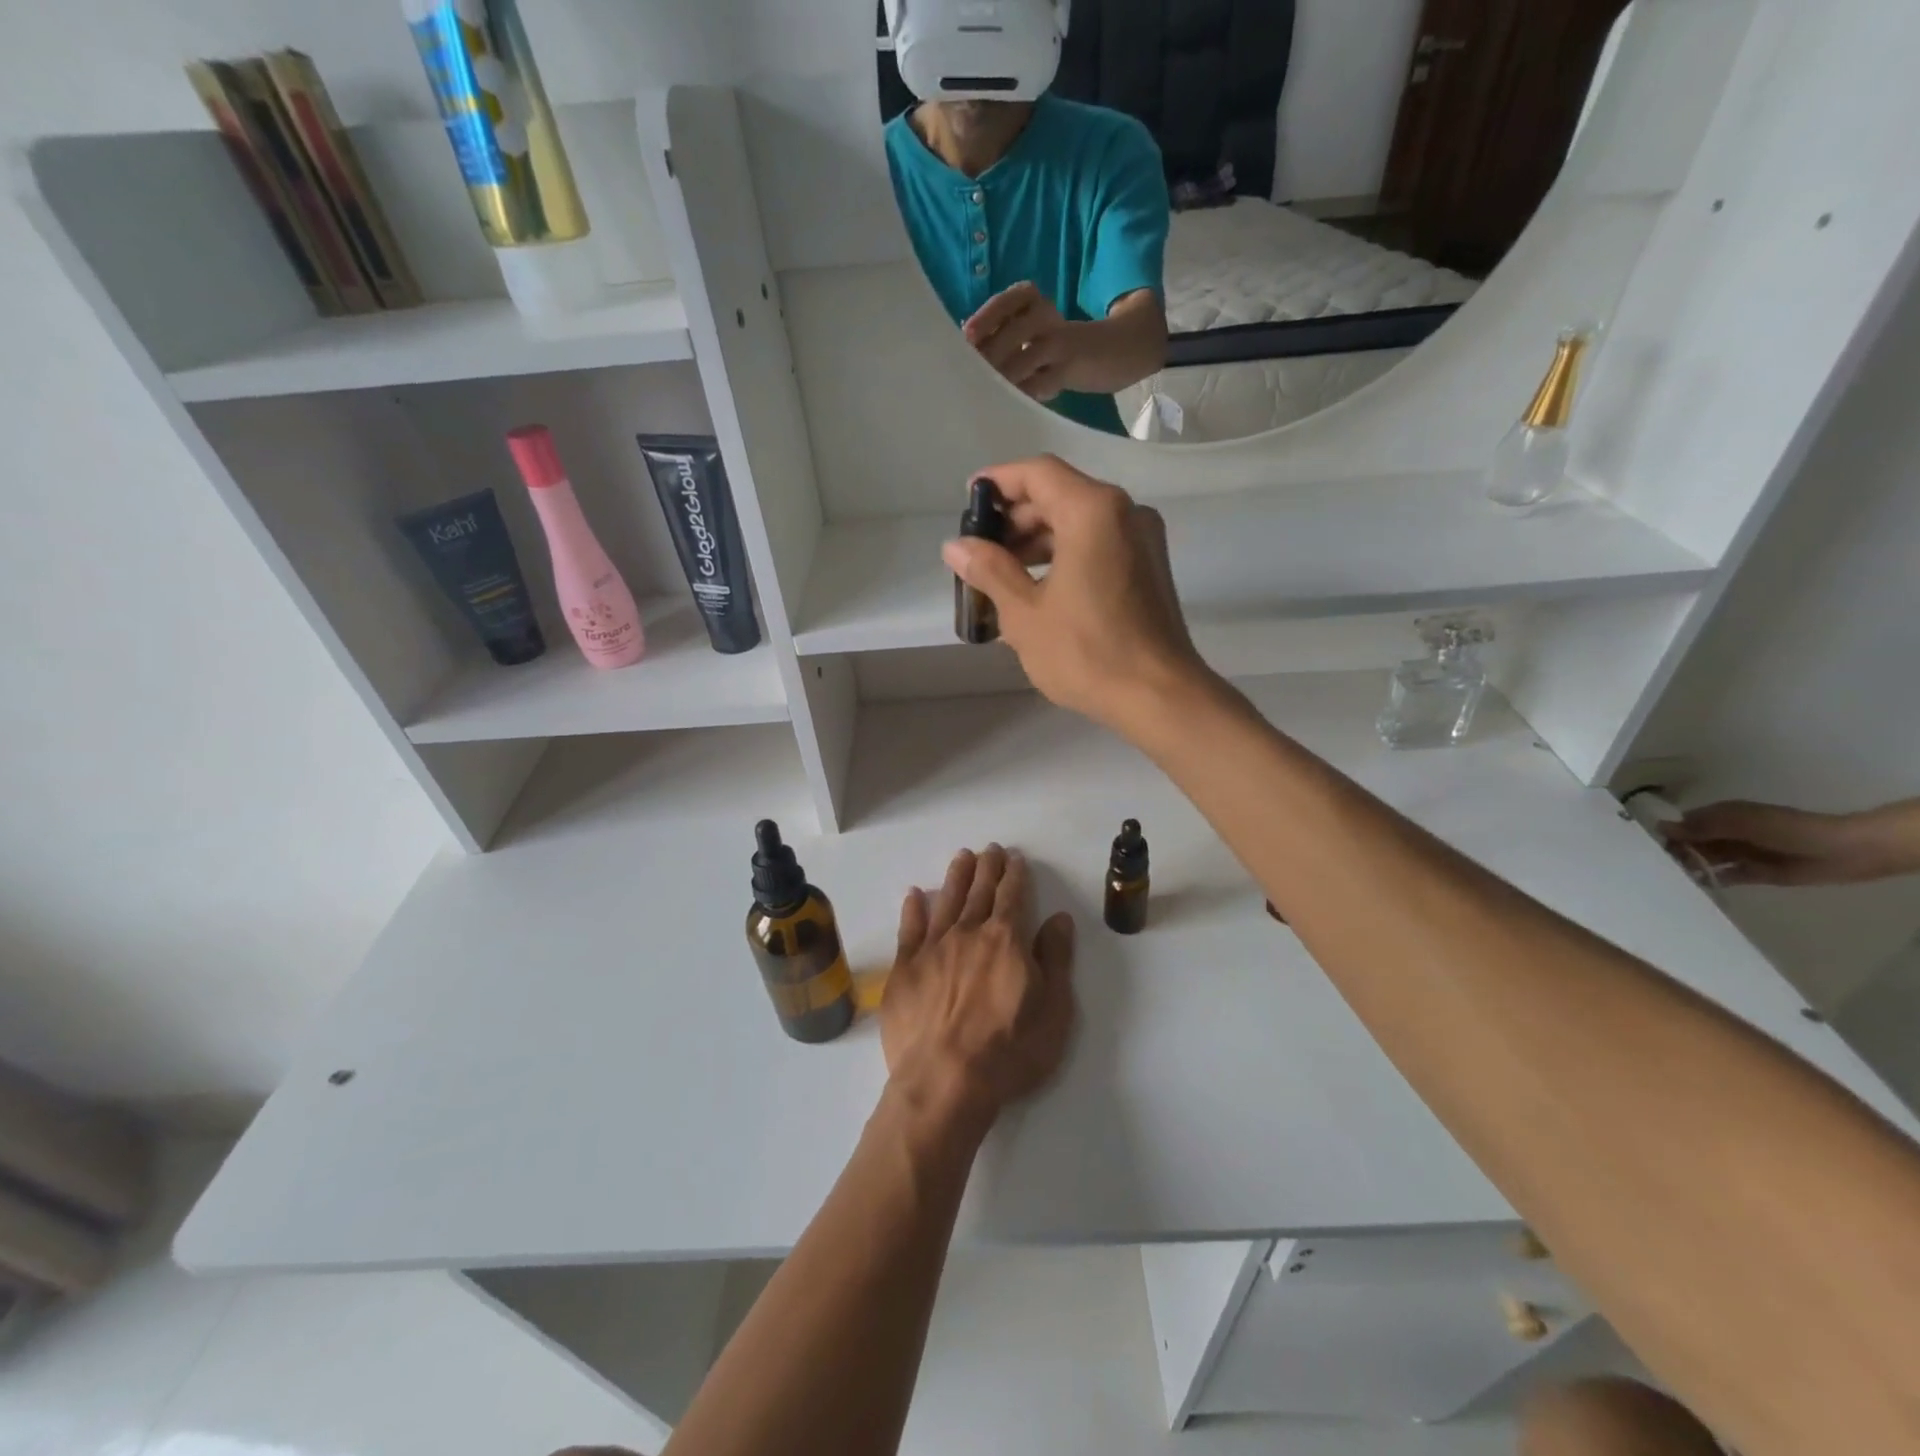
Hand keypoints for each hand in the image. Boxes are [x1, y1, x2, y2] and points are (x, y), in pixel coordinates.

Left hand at [880, 845, 1075, 1135]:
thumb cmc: (1009, 1052)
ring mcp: (932, 948)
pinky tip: (915, 894)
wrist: (945, 1081)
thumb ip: (1055, 960)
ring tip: (961, 857)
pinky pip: (909, 929)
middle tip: (989, 849)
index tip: (1014, 858)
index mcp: (1006, 940)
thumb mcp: (1053, 1011)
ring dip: (955, 877)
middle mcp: (968, 933)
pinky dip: (913, 909)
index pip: (1012, 896)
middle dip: (987, 867)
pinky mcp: (904, 968)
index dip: (1015, 875)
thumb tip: (1058, 918)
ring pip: (946, 901)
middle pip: (979, 891)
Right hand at [940, 456, 1209, 731]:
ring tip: (1001, 573)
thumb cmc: (1086, 653)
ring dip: (1039, 539)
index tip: (968, 500)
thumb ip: (989, 570)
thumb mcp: (1025, 614)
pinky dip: (1065, 554)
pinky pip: (1099, 543)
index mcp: (1093, 511)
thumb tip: (956, 546)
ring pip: (1080, 521)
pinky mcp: (1149, 567)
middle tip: (980, 549)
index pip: (1038, 473)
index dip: (999, 481)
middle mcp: (1125, 512)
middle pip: (1060, 495)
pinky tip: (1038, 587)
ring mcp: (1143, 539)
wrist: (1159, 696)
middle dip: (1016, 517)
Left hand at [963, 282, 1080, 401]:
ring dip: (1006, 375)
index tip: (966, 336)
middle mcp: (1046, 315)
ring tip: (986, 393)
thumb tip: (964, 352)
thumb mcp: (1029, 333)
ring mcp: (1061, 341)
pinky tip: (1011, 404)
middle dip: (991, 354)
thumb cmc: (1055, 347)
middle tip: (971, 376)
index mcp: (1031, 301)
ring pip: (1029, 355)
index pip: (1007, 301)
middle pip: (1015, 330)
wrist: (1112, 350)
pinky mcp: (1072, 368)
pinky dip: (1026, 393)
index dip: (986, 318)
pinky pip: (1045, 381)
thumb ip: (999, 338)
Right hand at [1662, 801, 1896, 885]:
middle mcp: (1727, 834)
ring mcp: (1740, 853)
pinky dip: (1709, 880)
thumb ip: (1703, 827)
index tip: (1644, 847)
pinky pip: (1724, 876)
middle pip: (1691, 843)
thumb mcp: (1742, 823)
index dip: (1665, 834)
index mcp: (1722, 816)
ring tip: (1668, 879)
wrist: (1844, 851)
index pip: (1683, 824)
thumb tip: (1660, 828)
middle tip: (1654, 868)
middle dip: (1673, 853)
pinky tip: (1693, 887)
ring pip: (1705, 860)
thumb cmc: (1788, 830)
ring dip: (1689, 867)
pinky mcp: (1753, 873)